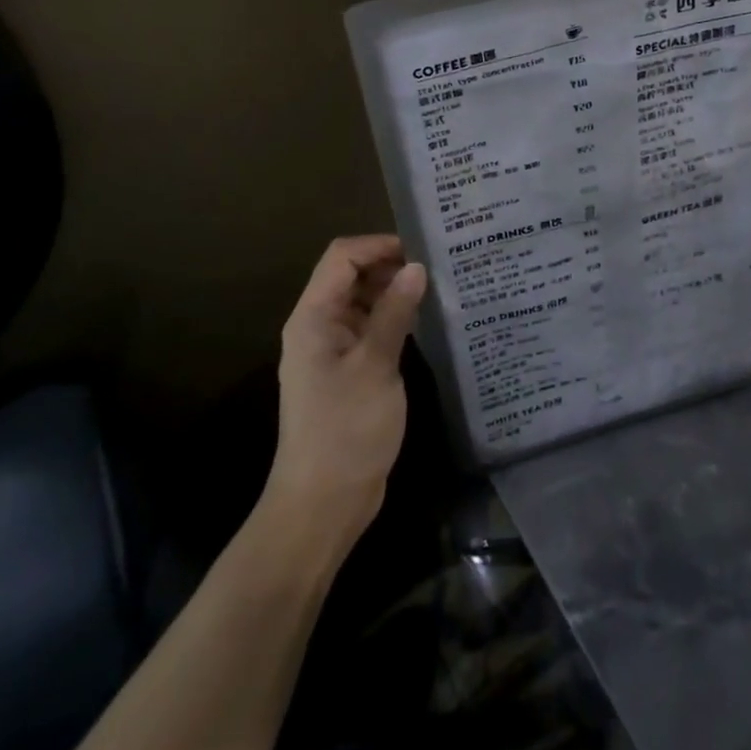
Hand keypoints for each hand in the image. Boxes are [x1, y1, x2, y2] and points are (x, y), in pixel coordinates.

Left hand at [265, 235, 425, 553]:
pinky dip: (392, 319)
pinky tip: (423, 324)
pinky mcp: (347, 372)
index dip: (378, 245)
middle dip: (389, 266)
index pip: (341, 257)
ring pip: (362, 302)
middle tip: (436, 268)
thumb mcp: (376, 365)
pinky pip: (368, 329)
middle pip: (350, 276)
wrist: (323, 504)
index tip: (421, 250)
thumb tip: (417, 267)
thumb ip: (395, 312)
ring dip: (393, 293)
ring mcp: (332, 350)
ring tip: (436, 290)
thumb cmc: (346, 430)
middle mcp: (318, 326)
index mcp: (314, 317)